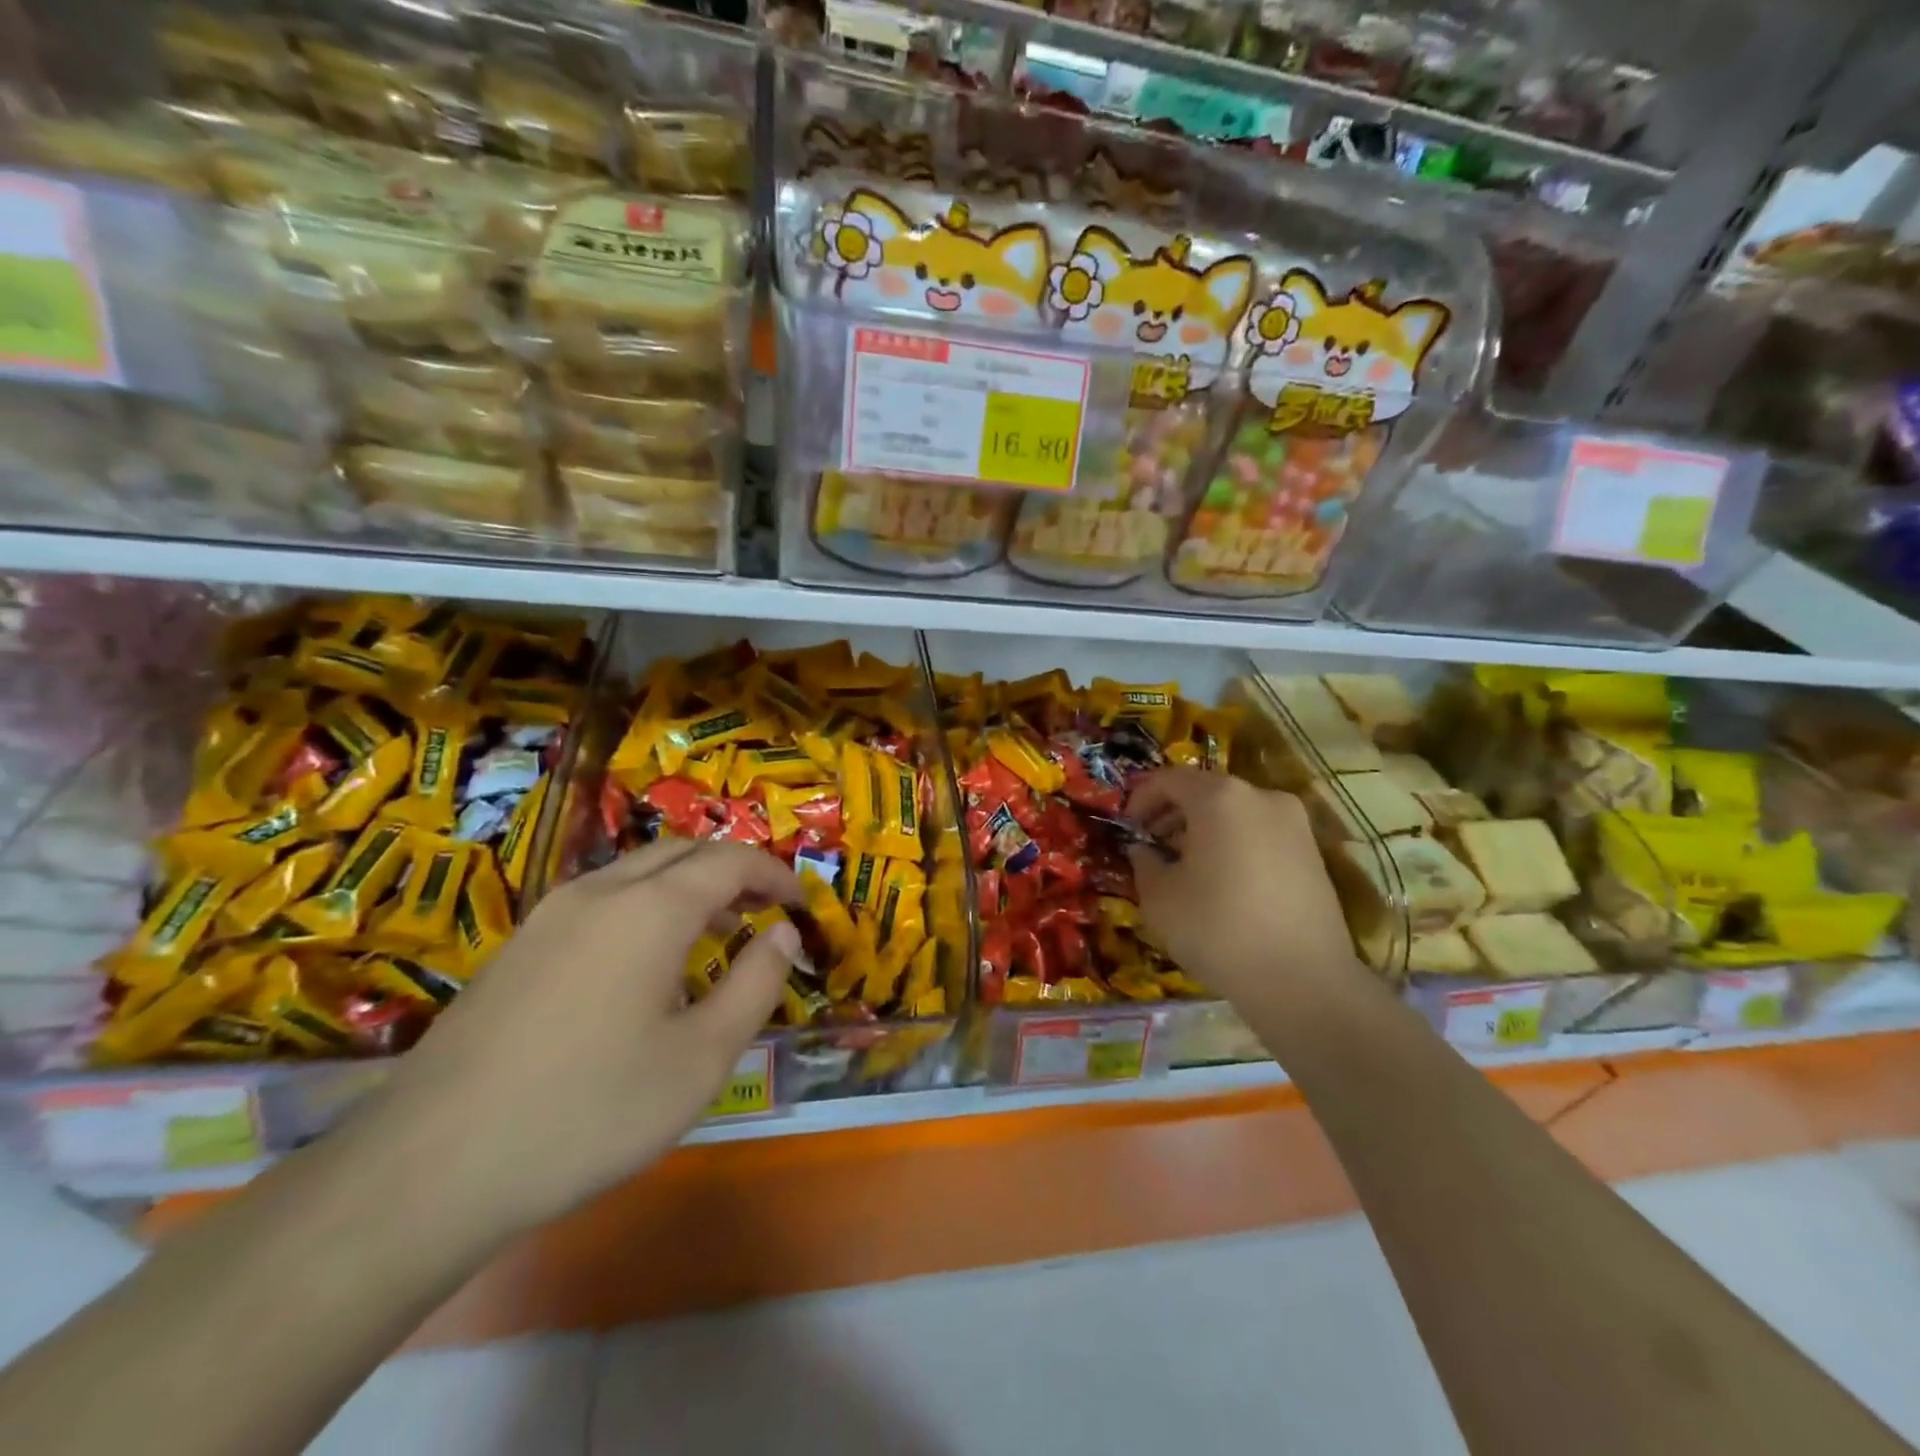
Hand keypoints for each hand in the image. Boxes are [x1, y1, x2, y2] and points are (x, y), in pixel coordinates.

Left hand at [363, 840, 802, 1237]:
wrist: (428, 1169)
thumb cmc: (588, 1111)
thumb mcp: (700, 1058)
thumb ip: (755, 985)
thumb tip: (783, 934)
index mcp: (650, 908)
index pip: (730, 861)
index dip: (774, 874)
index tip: (800, 905)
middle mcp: (599, 892)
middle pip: (682, 851)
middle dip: (733, 870)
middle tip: (764, 909)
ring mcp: (550, 915)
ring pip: (637, 871)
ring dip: (688, 885)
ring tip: (717, 932)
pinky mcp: (519, 947)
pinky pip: (602, 899)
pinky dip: (646, 905)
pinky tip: (647, 962)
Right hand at [1126, 768, 1354, 1003]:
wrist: (1304, 981)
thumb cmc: (1217, 929)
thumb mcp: (1158, 898)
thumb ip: (1144, 862)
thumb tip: (1145, 850)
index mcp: (1220, 798)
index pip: (1168, 779)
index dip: (1140, 798)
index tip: (1128, 827)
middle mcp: (1261, 797)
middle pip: (1205, 791)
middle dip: (1173, 814)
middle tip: (1152, 845)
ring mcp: (1294, 823)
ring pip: (1235, 812)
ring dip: (1204, 829)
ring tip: (1186, 866)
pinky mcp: (1313, 852)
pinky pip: (1260, 833)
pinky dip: (1235, 844)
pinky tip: (1224, 882)